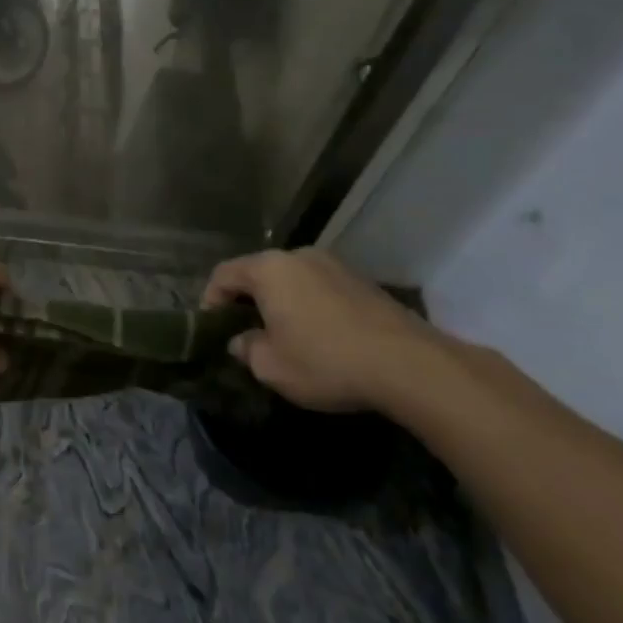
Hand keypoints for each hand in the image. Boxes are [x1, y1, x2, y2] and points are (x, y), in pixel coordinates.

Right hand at [203, 248, 443, 412]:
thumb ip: (246, 349)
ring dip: (282, 302)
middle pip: (259, 273)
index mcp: (268, 269)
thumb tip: (241, 341)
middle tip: (247, 333)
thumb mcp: (271, 367)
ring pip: (292, 280)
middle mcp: (298, 256)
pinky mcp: (363, 281)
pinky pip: (321, 288)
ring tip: (286, 335)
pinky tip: (321, 336)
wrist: (410, 365)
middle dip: (248, 301)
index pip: (223, 274)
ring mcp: (334, 265)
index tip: (214, 329)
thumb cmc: (326, 361)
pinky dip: (311, 306)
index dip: (211, 301)